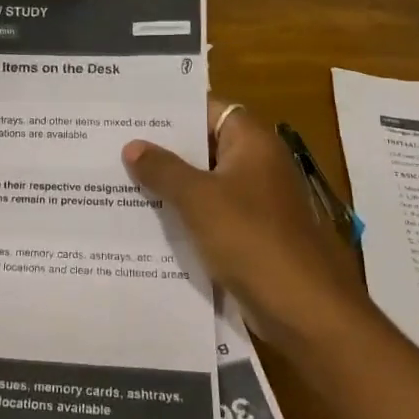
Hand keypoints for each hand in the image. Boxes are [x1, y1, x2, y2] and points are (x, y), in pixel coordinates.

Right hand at [123, 100, 365, 351]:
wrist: (303, 310)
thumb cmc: (251, 240)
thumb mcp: (198, 199)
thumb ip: (163, 169)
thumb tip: (133, 146)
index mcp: (253, 143)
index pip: (208, 108)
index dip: (172, 110)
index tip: (132, 113)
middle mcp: (257, 165)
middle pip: (204, 146)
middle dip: (162, 149)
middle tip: (114, 145)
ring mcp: (256, 202)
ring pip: (204, 183)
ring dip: (169, 185)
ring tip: (118, 179)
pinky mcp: (250, 236)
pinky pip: (210, 215)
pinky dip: (183, 215)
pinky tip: (145, 221)